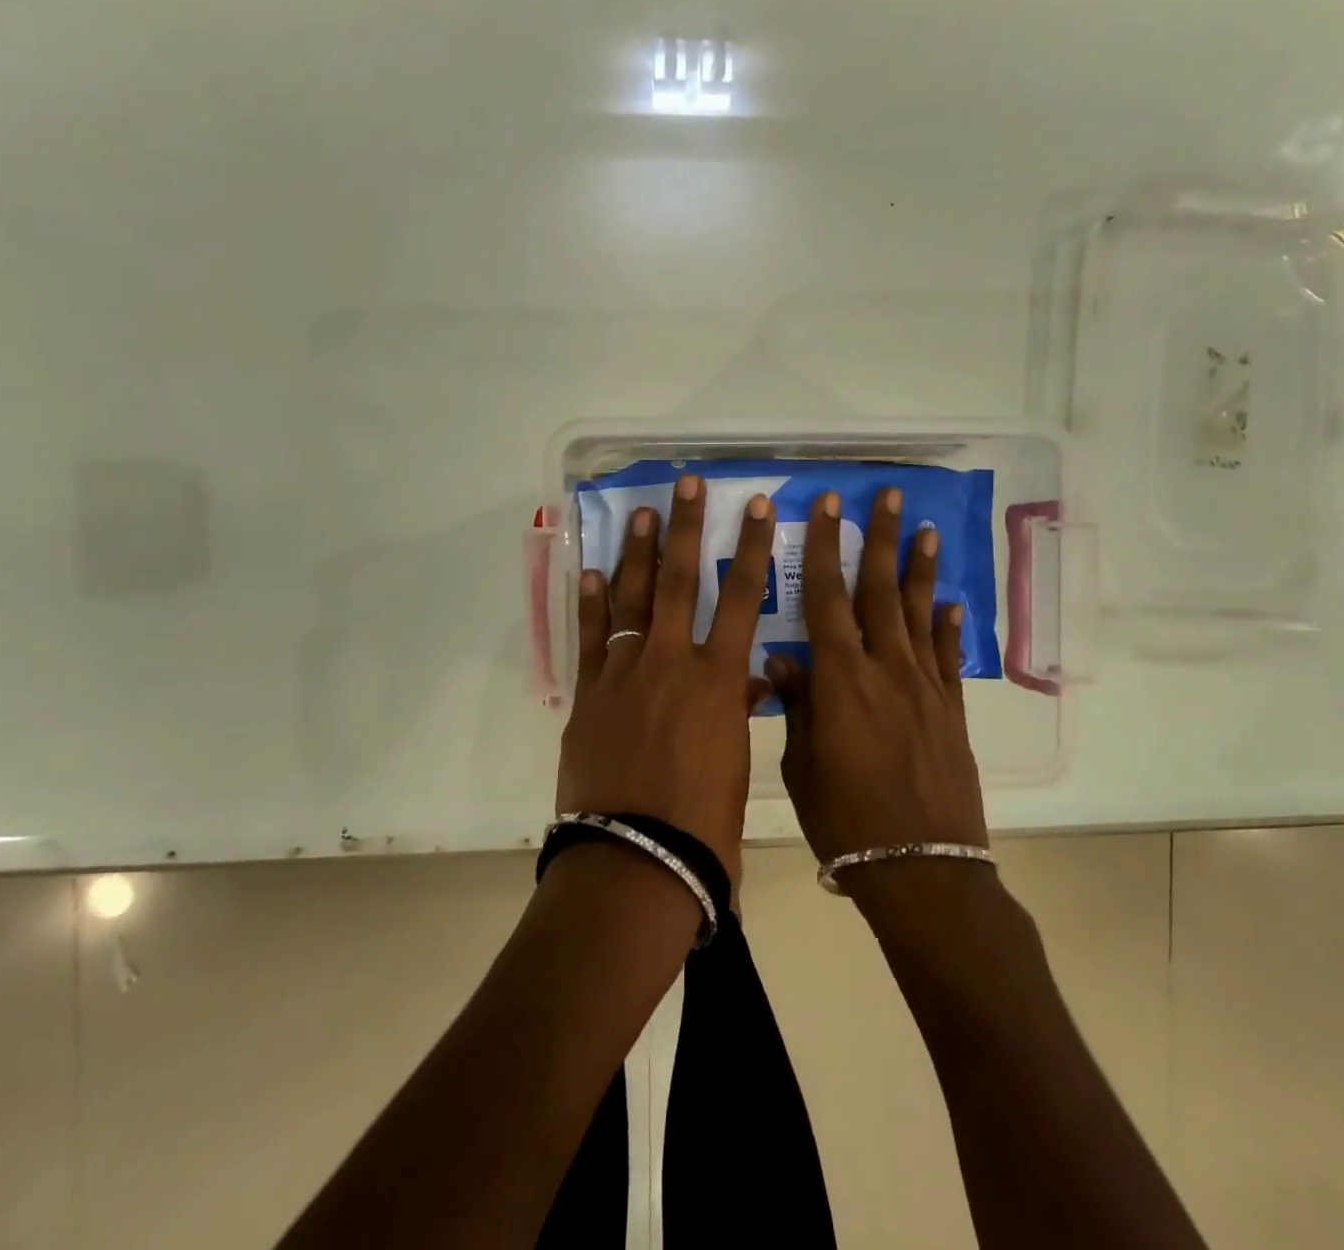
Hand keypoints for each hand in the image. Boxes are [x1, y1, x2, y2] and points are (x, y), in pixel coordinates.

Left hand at [555, 474, 776, 882]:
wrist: (637, 861)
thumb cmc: (704, 824)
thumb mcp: (735, 764)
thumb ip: (737, 713)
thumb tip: (749, 683)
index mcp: (718, 679)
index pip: (741, 598)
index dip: (749, 548)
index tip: (754, 507)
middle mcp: (671, 662)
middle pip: (680, 581)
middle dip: (686, 527)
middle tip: (686, 484)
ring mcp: (624, 674)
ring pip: (631, 599)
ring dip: (637, 552)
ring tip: (640, 512)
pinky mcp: (589, 695)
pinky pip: (591, 638)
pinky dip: (591, 603)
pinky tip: (590, 571)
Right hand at [767, 487, 988, 863]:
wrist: (921, 870)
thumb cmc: (845, 821)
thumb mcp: (803, 764)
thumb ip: (798, 704)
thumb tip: (783, 659)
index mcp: (841, 679)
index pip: (826, 597)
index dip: (823, 547)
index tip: (827, 506)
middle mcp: (886, 669)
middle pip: (881, 591)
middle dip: (880, 539)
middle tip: (888, 495)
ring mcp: (925, 687)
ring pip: (921, 614)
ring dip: (922, 569)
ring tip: (927, 529)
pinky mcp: (952, 710)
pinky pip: (949, 658)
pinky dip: (950, 627)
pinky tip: (952, 604)